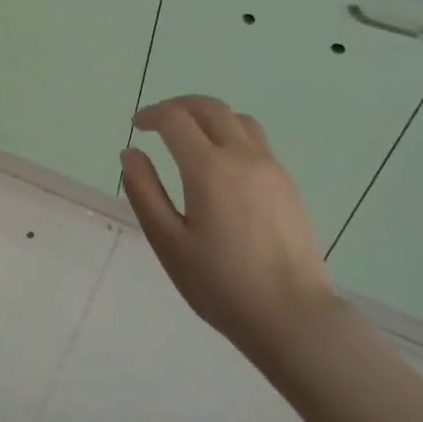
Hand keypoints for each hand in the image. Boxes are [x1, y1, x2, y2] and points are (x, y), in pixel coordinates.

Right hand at [120, 95, 334, 352]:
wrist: (292, 315)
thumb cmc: (220, 284)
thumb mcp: (168, 242)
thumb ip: (145, 192)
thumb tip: (130, 154)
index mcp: (210, 169)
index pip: (176, 119)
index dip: (152, 115)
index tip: (136, 126)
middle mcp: (243, 156)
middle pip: (210, 108)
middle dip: (179, 106)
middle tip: (157, 121)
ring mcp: (272, 168)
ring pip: (238, 119)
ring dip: (208, 116)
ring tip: (189, 136)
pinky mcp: (288, 183)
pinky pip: (256, 140)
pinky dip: (230, 134)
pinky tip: (220, 164)